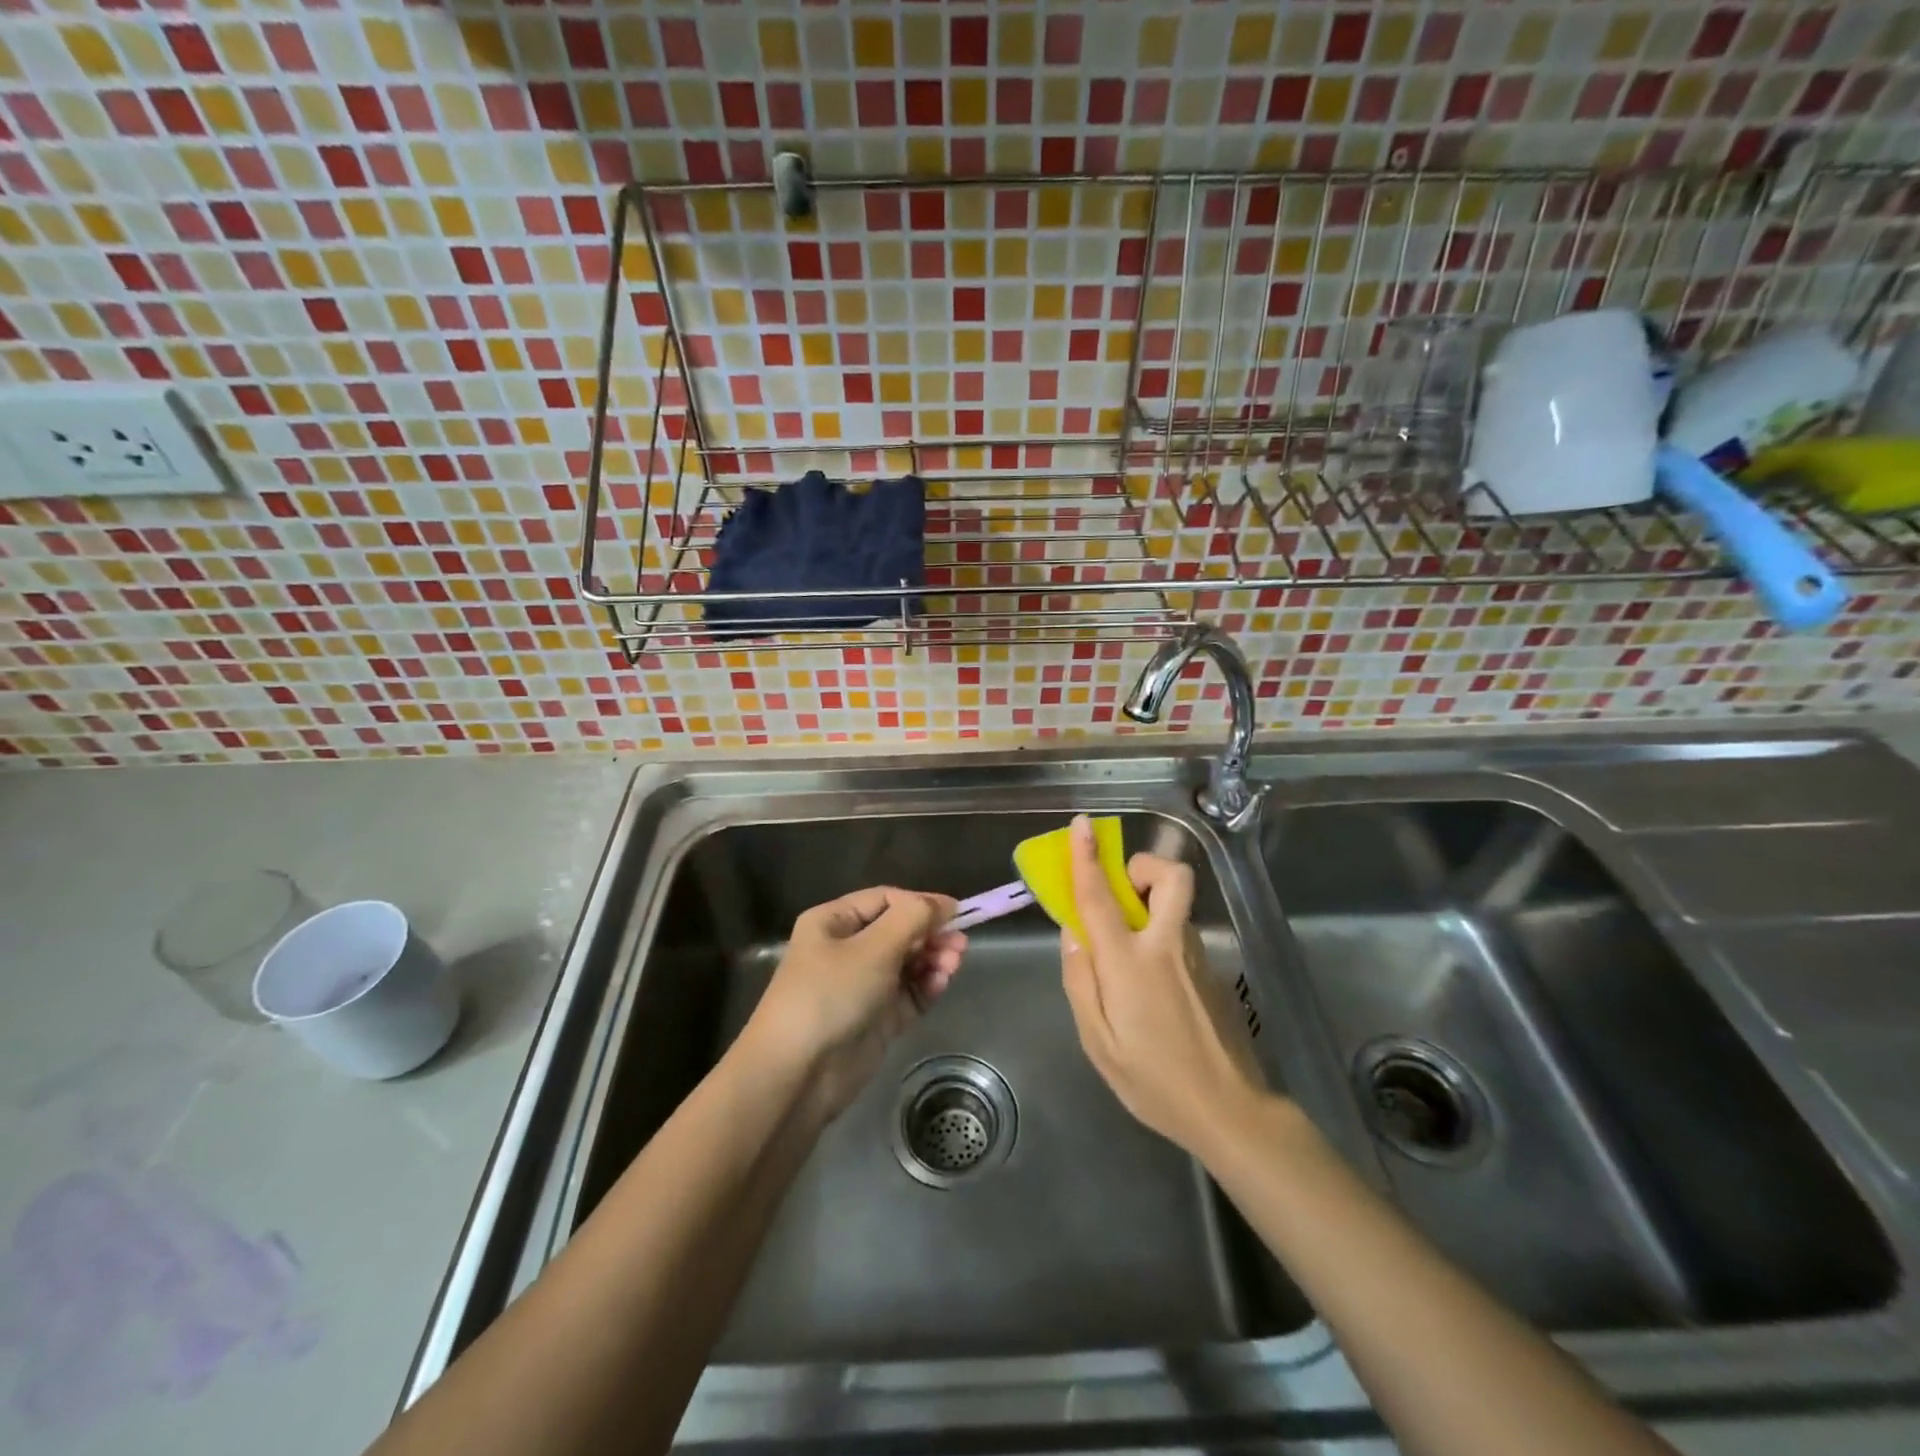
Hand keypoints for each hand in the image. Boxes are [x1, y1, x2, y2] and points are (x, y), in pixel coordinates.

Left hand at [741, 887, 966, 1121]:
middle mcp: (846, 950)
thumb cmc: (830, 994)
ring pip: (907, 963)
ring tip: (954, 963)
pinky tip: (941, 982)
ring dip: (932, 959)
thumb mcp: (873, 948)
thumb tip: (944, 903)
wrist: (797, 1074)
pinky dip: (926, 986)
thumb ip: (912, 919)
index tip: (956, 912)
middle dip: (930, 934)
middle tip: (960, 943)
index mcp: (833, 922)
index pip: (885, 900)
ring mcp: (862, 986)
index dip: (920, 903)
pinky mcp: (876, 1019)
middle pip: (899, 931)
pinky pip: (908, 994)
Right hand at [1059, 815, 1267, 1158]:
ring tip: (1125, 946)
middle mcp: (1166, 946)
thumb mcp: (1097, 1041)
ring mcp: (1195, 956)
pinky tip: (1150, 985)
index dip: (1087, 858)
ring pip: (1174, 904)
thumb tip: (1073, 933)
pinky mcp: (1210, 970)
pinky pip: (1177, 932)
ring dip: (1148, 901)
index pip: (1102, 897)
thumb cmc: (1152, 1081)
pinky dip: (1157, 932)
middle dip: (1142, 867)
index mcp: (1130, 963)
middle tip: (1120, 893)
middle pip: (1169, 877)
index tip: (1082, 825)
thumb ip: (1080, 980)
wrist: (1228, 1111)